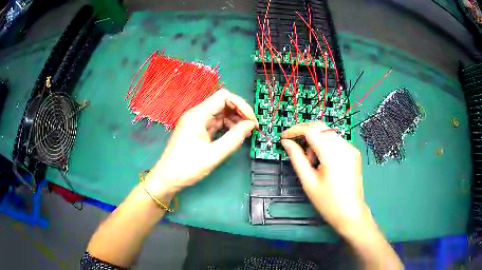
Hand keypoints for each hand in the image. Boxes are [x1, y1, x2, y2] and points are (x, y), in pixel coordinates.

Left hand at [146, 89, 257, 195]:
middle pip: (222, 103)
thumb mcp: (214, 155)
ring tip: (245, 133)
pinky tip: (234, 135)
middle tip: (251, 127)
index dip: (241, 105)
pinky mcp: (197, 130)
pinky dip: (227, 126)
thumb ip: (234, 138)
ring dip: (234, 120)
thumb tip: (251, 125)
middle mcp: (197, 114)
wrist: (167, 178)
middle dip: (239, 112)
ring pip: (220, 112)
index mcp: (198, 115)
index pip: (223, 96)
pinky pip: (215, 122)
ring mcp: (196, 122)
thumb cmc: (187, 167)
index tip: (251, 121)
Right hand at [280, 122, 369, 232]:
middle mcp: (344, 146)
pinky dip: (325, 145)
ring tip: (312, 162)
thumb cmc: (327, 202)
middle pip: (321, 127)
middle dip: (304, 132)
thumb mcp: (308, 181)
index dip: (295, 130)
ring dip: (315, 140)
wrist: (350, 213)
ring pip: (328, 133)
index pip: (311, 130)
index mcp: (332, 154)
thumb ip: (296, 158)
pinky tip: (323, 162)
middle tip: (294, 146)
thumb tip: (286, 142)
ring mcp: (351, 148)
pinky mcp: (354, 152)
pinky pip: (336, 141)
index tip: (283, 136)